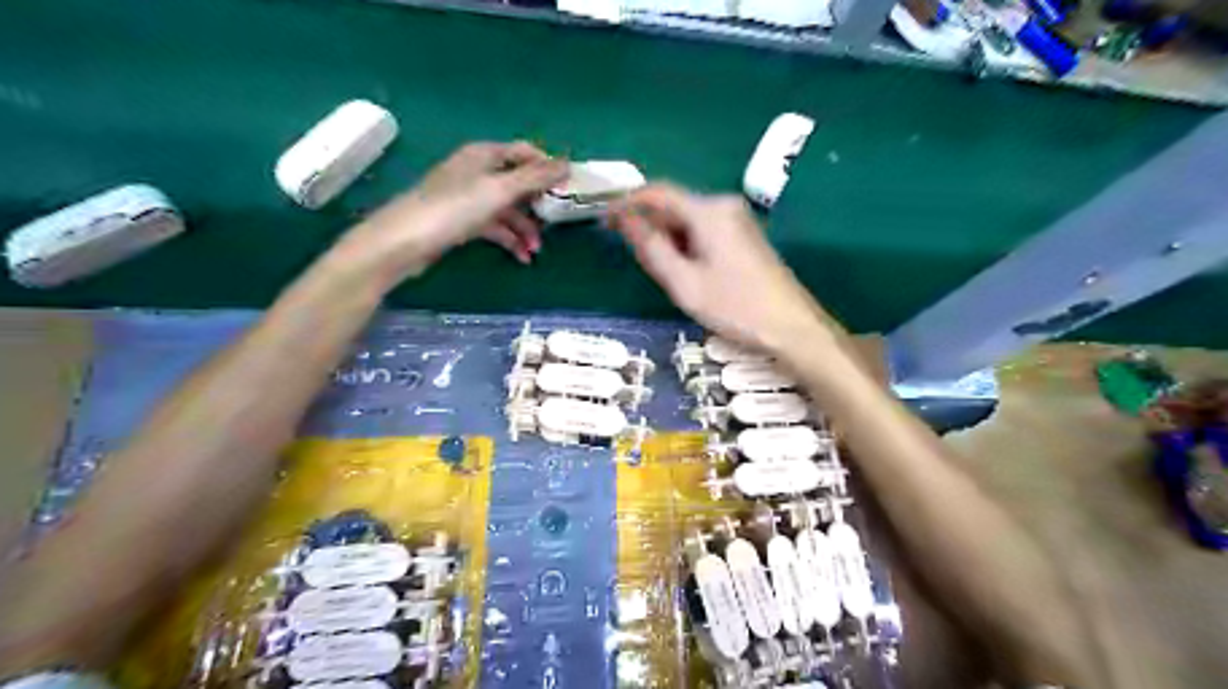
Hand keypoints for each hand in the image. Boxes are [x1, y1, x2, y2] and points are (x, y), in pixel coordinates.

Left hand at [335, 140, 566, 279]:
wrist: (405, 242)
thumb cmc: (454, 208)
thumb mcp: (499, 190)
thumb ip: (535, 178)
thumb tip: (568, 164)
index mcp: (485, 155)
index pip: (525, 153)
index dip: (548, 167)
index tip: (570, 188)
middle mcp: (477, 171)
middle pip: (518, 182)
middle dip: (539, 203)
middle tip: (558, 222)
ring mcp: (469, 198)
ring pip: (508, 208)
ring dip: (525, 228)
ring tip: (536, 250)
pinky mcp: (462, 221)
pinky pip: (495, 227)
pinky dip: (509, 239)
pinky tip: (522, 257)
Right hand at [609, 184, 828, 353]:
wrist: (791, 326)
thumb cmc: (735, 307)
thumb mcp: (684, 283)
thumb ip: (651, 247)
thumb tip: (624, 219)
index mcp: (708, 211)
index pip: (657, 192)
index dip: (626, 202)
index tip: (603, 219)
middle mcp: (724, 205)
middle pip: (674, 204)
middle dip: (647, 223)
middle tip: (626, 250)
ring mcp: (737, 219)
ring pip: (688, 219)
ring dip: (666, 236)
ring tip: (654, 267)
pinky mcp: (744, 235)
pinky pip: (704, 229)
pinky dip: (685, 243)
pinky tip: (681, 268)